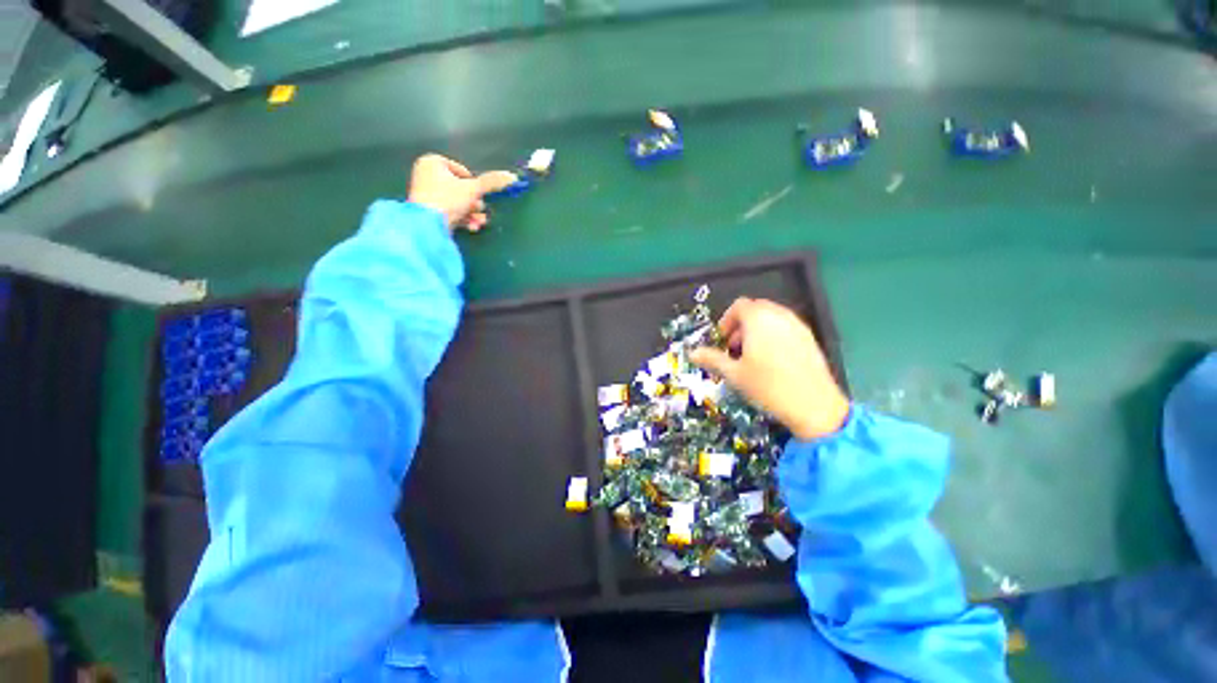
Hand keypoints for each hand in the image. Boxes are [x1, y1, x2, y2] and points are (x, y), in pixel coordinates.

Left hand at [407, 154, 517, 231]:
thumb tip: (511, 176)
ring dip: (472, 214)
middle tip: (479, 210)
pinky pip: (450, 212)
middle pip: (461, 189)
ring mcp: (426, 195)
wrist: (427, 225)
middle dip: (474, 203)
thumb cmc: (448, 199)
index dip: (474, 184)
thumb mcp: (474, 189)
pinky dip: (462, 219)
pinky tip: (471, 227)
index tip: (478, 194)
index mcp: (432, 162)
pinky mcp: (428, 212)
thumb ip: (492, 182)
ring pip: (458, 203)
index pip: (463, 171)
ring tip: (479, 222)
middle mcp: (426, 175)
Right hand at [691, 298, 848, 440]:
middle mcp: (779, 316)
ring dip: (756, 329)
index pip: (739, 305)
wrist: (815, 406)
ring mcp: (797, 326)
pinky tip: (772, 360)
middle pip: (755, 308)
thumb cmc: (768, 387)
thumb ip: (712, 359)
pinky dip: (773, 334)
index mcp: (759, 320)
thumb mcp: (734, 374)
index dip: (726, 320)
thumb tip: (693, 353)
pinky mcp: (809, 338)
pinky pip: (786, 326)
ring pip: (771, 317)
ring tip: (751, 354)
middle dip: (740, 324)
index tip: (722, 339)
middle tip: (734, 347)